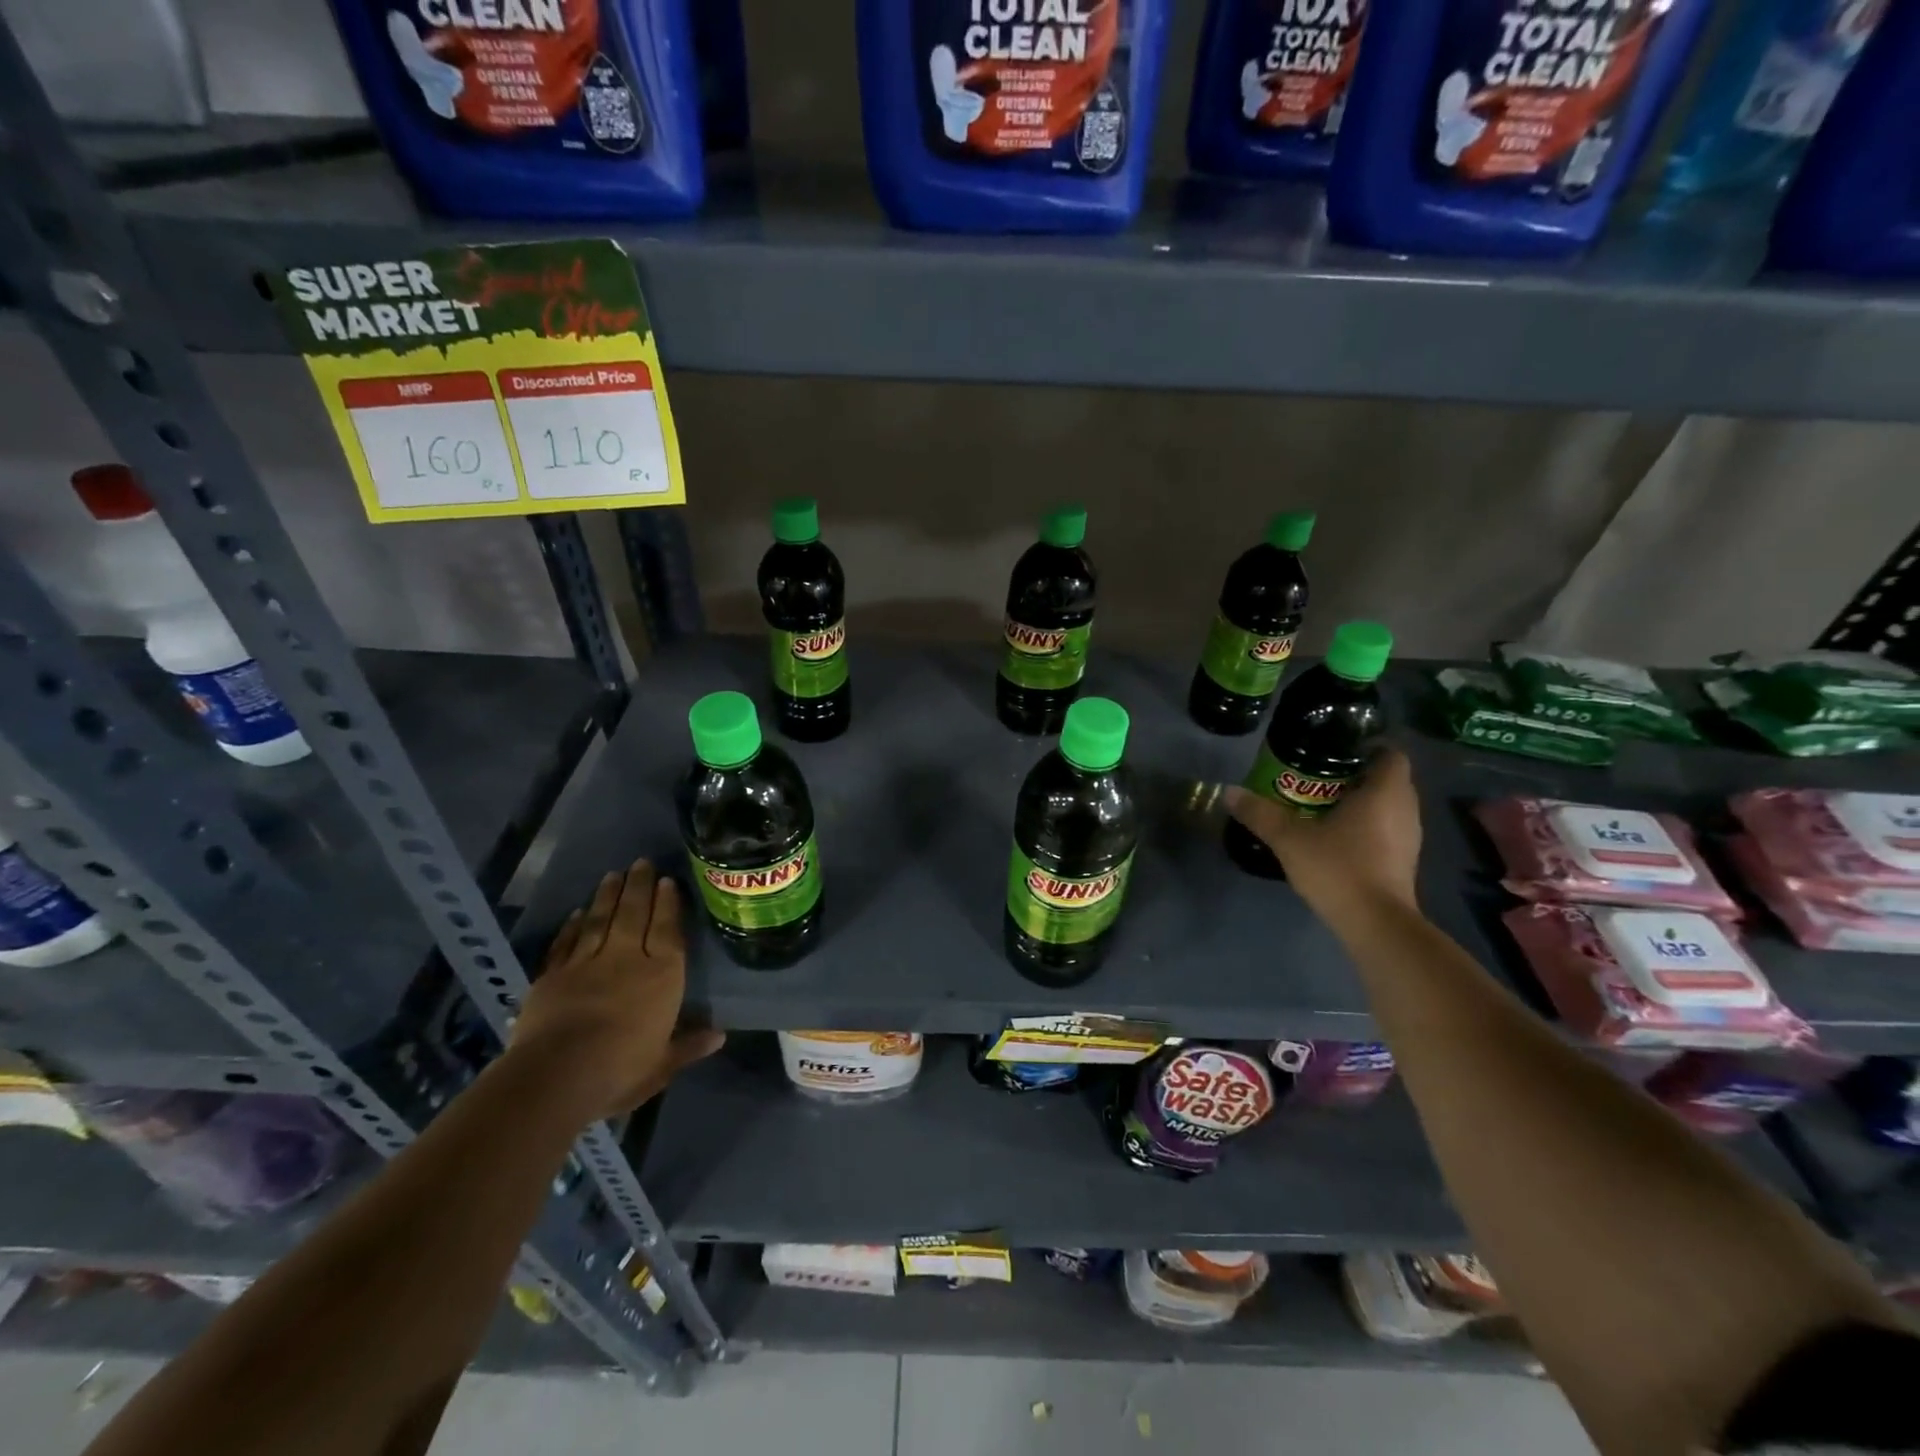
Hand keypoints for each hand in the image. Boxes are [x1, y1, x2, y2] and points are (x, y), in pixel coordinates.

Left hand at [510, 859, 723, 1122]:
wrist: (556, 1076)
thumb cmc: (621, 1070)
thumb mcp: (663, 1064)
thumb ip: (689, 1045)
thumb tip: (720, 1035)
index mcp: (662, 975)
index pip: (667, 930)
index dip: (668, 904)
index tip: (668, 881)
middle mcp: (627, 959)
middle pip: (634, 914)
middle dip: (639, 886)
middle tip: (641, 862)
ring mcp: (586, 964)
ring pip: (601, 920)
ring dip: (608, 896)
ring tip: (614, 874)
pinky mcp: (552, 976)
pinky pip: (566, 943)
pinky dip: (573, 926)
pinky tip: (578, 912)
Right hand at [1223, 747, 1422, 916]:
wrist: (1375, 924)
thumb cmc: (1339, 868)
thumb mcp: (1289, 838)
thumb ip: (1260, 813)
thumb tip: (1228, 791)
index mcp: (1385, 792)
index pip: (1390, 753)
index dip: (1366, 747)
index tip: (1334, 752)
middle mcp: (1405, 809)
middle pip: (1388, 778)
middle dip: (1357, 774)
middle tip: (1319, 776)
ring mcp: (1409, 837)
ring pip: (1388, 806)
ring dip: (1363, 802)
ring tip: (1323, 804)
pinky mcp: (1404, 861)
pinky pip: (1388, 829)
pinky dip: (1367, 826)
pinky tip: (1337, 836)